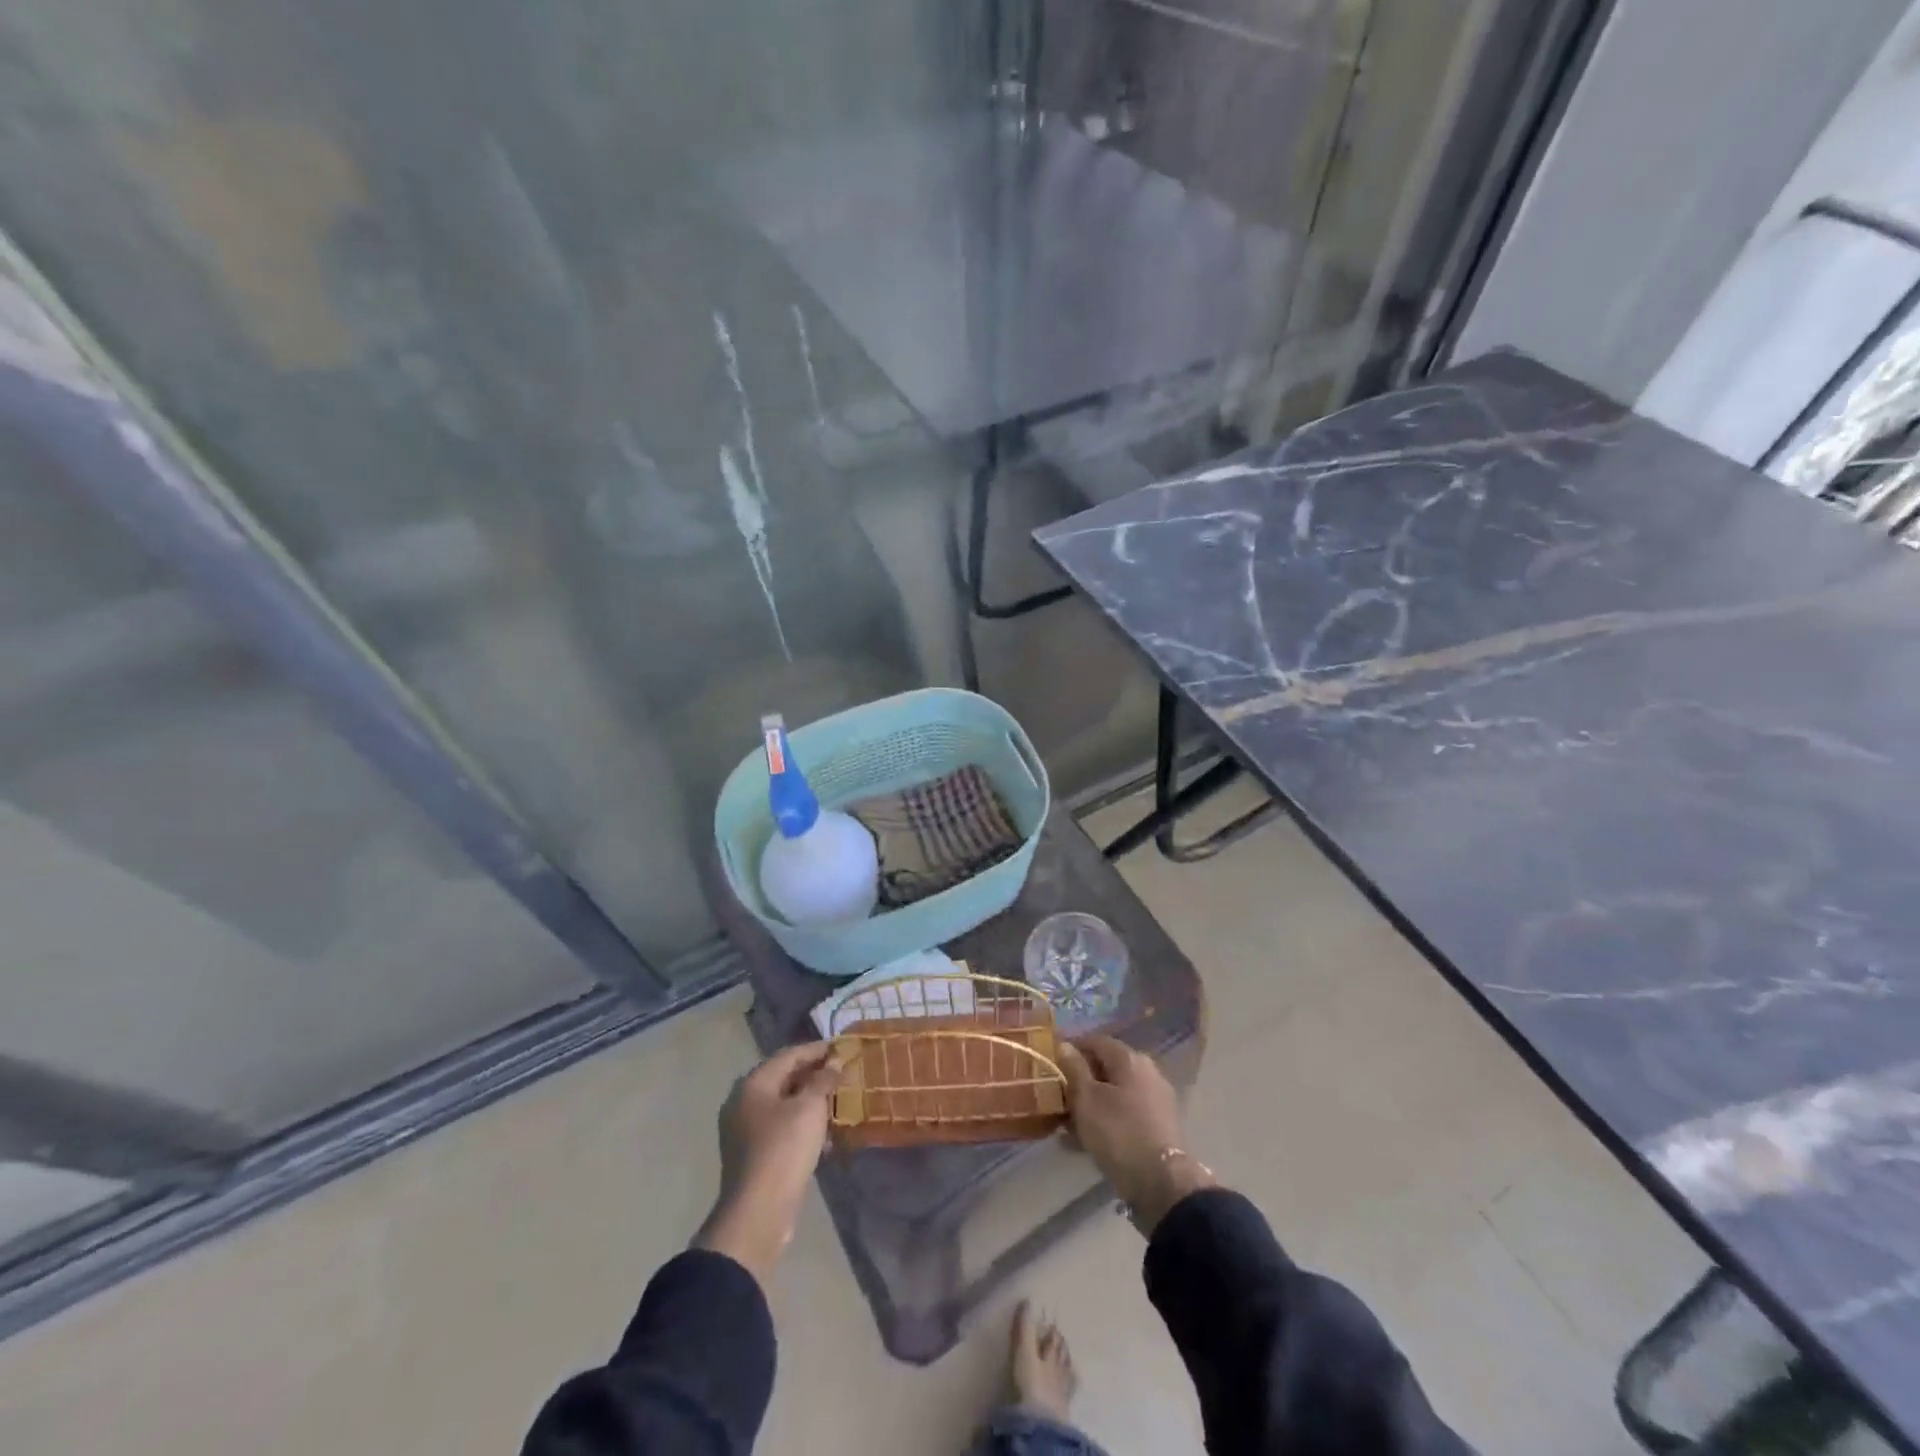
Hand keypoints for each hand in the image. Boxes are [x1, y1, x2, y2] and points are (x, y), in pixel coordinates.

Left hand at [695, 1041, 843, 1285]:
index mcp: (753, 1084)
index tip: (843, 1047)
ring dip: (810, 1101)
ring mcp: (745, 1130)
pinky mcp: (753, 1155)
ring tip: (838, 1100)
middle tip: (843, 1072)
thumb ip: (823, 1080)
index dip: (817, 1050)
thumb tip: (835, 1061)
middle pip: (784, 1078)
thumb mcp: (809, 1108)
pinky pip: (781, 1128)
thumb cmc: (784, 1149)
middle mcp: (743, 1102)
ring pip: (784, 1105)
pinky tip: (825, 1133)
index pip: (789, 1055)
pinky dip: (802, 1124)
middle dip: (815, 1075)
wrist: (758, 1212)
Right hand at [1058, 1035, 1214, 1233]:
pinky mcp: (1158, 1127)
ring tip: (1065, 1127)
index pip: (1095, 1041)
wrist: (1162, 1183)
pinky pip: (1124, 1116)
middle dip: (1079, 1083)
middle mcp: (1147, 1073)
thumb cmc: (1118, 1132)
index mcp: (1130, 1059)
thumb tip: (1065, 1045)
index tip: (1052, 1067)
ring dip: (1090, 1106)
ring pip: (1114, 1095)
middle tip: (1056, 1100)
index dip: (1071, 1050)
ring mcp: (1155, 1101)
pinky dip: (1105, 1123)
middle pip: (1105, 1069)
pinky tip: (1084, 1143)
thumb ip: (1074, 1069)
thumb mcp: (1086, 1098)